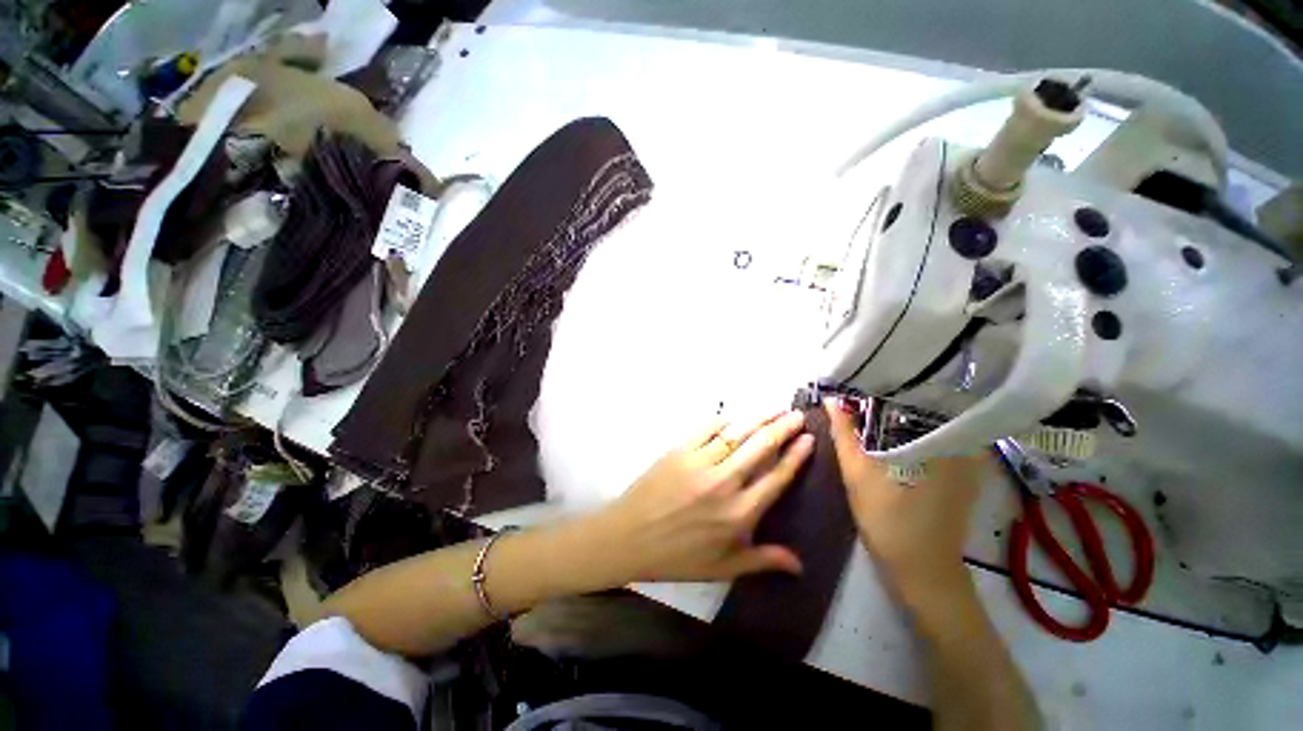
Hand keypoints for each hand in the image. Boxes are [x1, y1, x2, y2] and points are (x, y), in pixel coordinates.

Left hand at [591, 410, 814, 583]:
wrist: (629, 537)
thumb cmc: (677, 556)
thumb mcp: (723, 567)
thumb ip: (763, 560)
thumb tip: (800, 564)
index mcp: (739, 513)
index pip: (776, 477)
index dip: (796, 456)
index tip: (808, 439)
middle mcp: (724, 483)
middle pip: (761, 447)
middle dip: (783, 427)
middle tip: (797, 414)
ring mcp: (700, 462)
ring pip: (736, 432)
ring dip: (758, 418)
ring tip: (774, 408)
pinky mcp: (679, 450)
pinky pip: (706, 428)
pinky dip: (723, 419)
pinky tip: (734, 416)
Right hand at [824, 399, 985, 605]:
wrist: (921, 570)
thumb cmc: (888, 520)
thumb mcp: (857, 473)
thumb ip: (843, 434)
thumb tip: (831, 400)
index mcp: (938, 439)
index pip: (918, 393)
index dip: (888, 382)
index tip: (862, 375)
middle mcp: (958, 443)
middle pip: (924, 405)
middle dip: (892, 394)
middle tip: (860, 386)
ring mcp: (963, 459)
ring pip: (928, 421)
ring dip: (901, 412)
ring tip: (871, 401)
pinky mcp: (959, 473)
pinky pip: (933, 438)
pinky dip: (911, 430)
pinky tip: (888, 430)